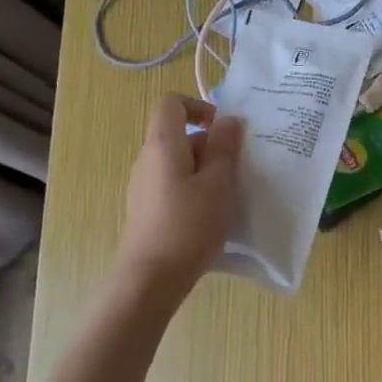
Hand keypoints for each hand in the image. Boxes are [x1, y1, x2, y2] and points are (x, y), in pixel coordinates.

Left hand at [115, 94, 242, 301]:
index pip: (172, 104)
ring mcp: (143, 186)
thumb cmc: (189, 225)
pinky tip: (210, 216)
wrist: (151, 278)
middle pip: (178, 135)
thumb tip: (228, 120)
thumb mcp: (219, 184)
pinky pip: (173, 185)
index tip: (225, 131)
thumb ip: (224, 148)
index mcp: (163, 145)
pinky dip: (194, 190)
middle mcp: (147, 159)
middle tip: (237, 170)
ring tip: (228, 195)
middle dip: (211, 146)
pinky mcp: (146, 209)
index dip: (200, 107)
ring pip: (179, 163)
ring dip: (206, 171)